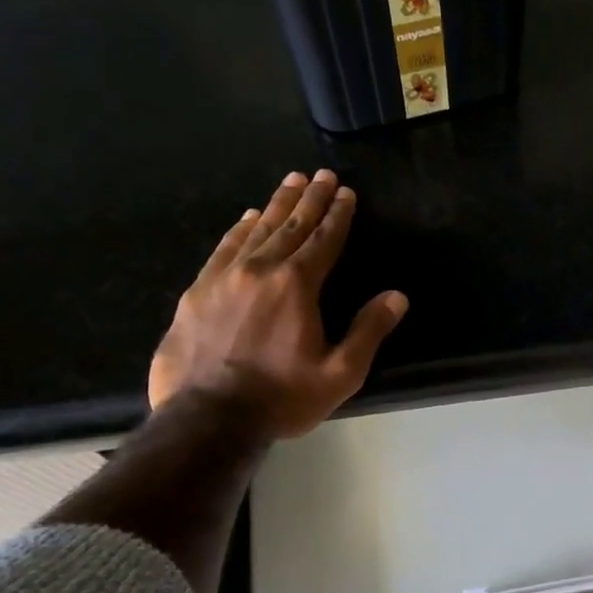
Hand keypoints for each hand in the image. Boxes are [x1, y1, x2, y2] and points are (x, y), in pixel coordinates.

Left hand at [148, 170, 407, 438]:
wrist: (207, 418)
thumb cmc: (282, 398)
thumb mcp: (340, 373)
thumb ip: (368, 331)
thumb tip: (396, 297)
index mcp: (297, 285)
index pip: (323, 240)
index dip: (338, 215)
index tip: (346, 192)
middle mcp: (260, 270)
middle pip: (290, 225)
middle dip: (310, 199)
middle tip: (322, 174)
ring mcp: (223, 277)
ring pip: (255, 230)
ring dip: (276, 205)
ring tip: (291, 182)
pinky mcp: (197, 292)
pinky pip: (223, 248)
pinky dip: (239, 229)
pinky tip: (246, 218)